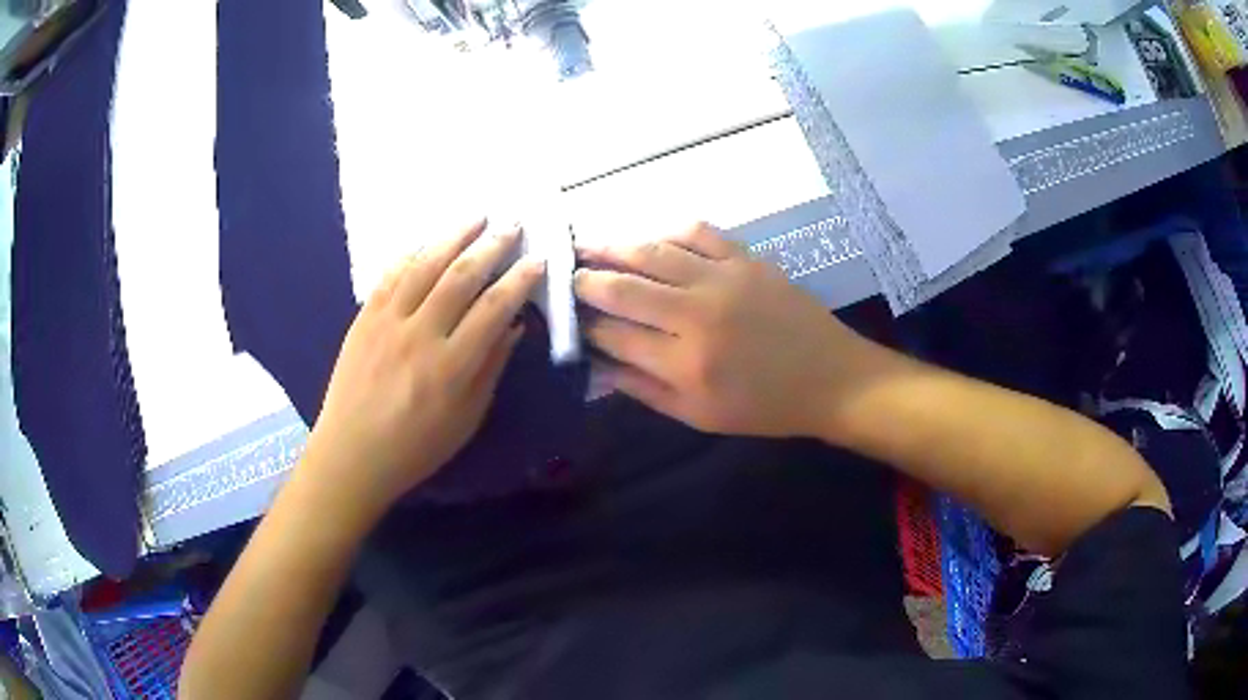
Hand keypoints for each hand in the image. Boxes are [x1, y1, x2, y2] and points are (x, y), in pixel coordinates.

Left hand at [306, 220, 544, 516]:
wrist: (352, 453)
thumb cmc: (416, 447)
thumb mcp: (466, 419)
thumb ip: (491, 368)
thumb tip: (513, 325)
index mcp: (451, 366)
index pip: (494, 308)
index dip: (520, 279)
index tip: (538, 260)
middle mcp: (420, 335)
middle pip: (461, 276)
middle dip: (492, 245)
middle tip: (513, 224)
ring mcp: (387, 321)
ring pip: (424, 265)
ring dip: (453, 236)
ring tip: (477, 217)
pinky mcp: (363, 318)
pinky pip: (390, 275)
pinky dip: (412, 253)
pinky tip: (429, 241)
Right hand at [575, 223, 884, 438]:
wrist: (829, 378)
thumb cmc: (763, 407)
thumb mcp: (698, 416)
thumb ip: (643, 389)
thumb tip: (597, 364)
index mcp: (684, 364)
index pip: (613, 335)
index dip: (583, 325)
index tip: (567, 317)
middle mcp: (697, 315)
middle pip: (623, 288)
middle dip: (585, 280)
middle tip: (565, 274)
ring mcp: (723, 280)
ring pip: (652, 252)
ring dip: (612, 246)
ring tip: (586, 244)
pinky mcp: (746, 259)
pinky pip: (696, 232)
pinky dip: (666, 231)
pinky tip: (650, 239)